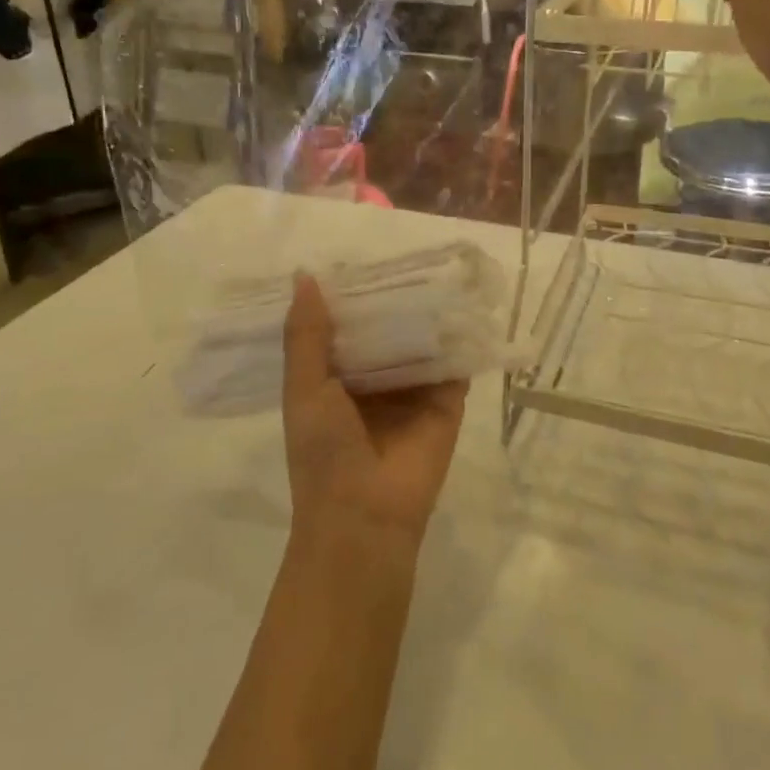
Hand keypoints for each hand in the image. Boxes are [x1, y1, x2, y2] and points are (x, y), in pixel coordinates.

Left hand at [280, 274, 468, 556]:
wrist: (364, 516)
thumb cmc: (323, 451)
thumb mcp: (304, 388)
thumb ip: (306, 335)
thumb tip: (305, 275)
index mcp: (335, 379)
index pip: (345, 327)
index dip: (351, 296)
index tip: (359, 256)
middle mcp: (375, 381)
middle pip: (386, 330)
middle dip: (393, 300)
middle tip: (407, 253)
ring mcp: (412, 392)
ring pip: (420, 343)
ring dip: (427, 313)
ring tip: (439, 267)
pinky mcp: (445, 403)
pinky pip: (454, 365)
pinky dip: (459, 339)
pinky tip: (466, 304)